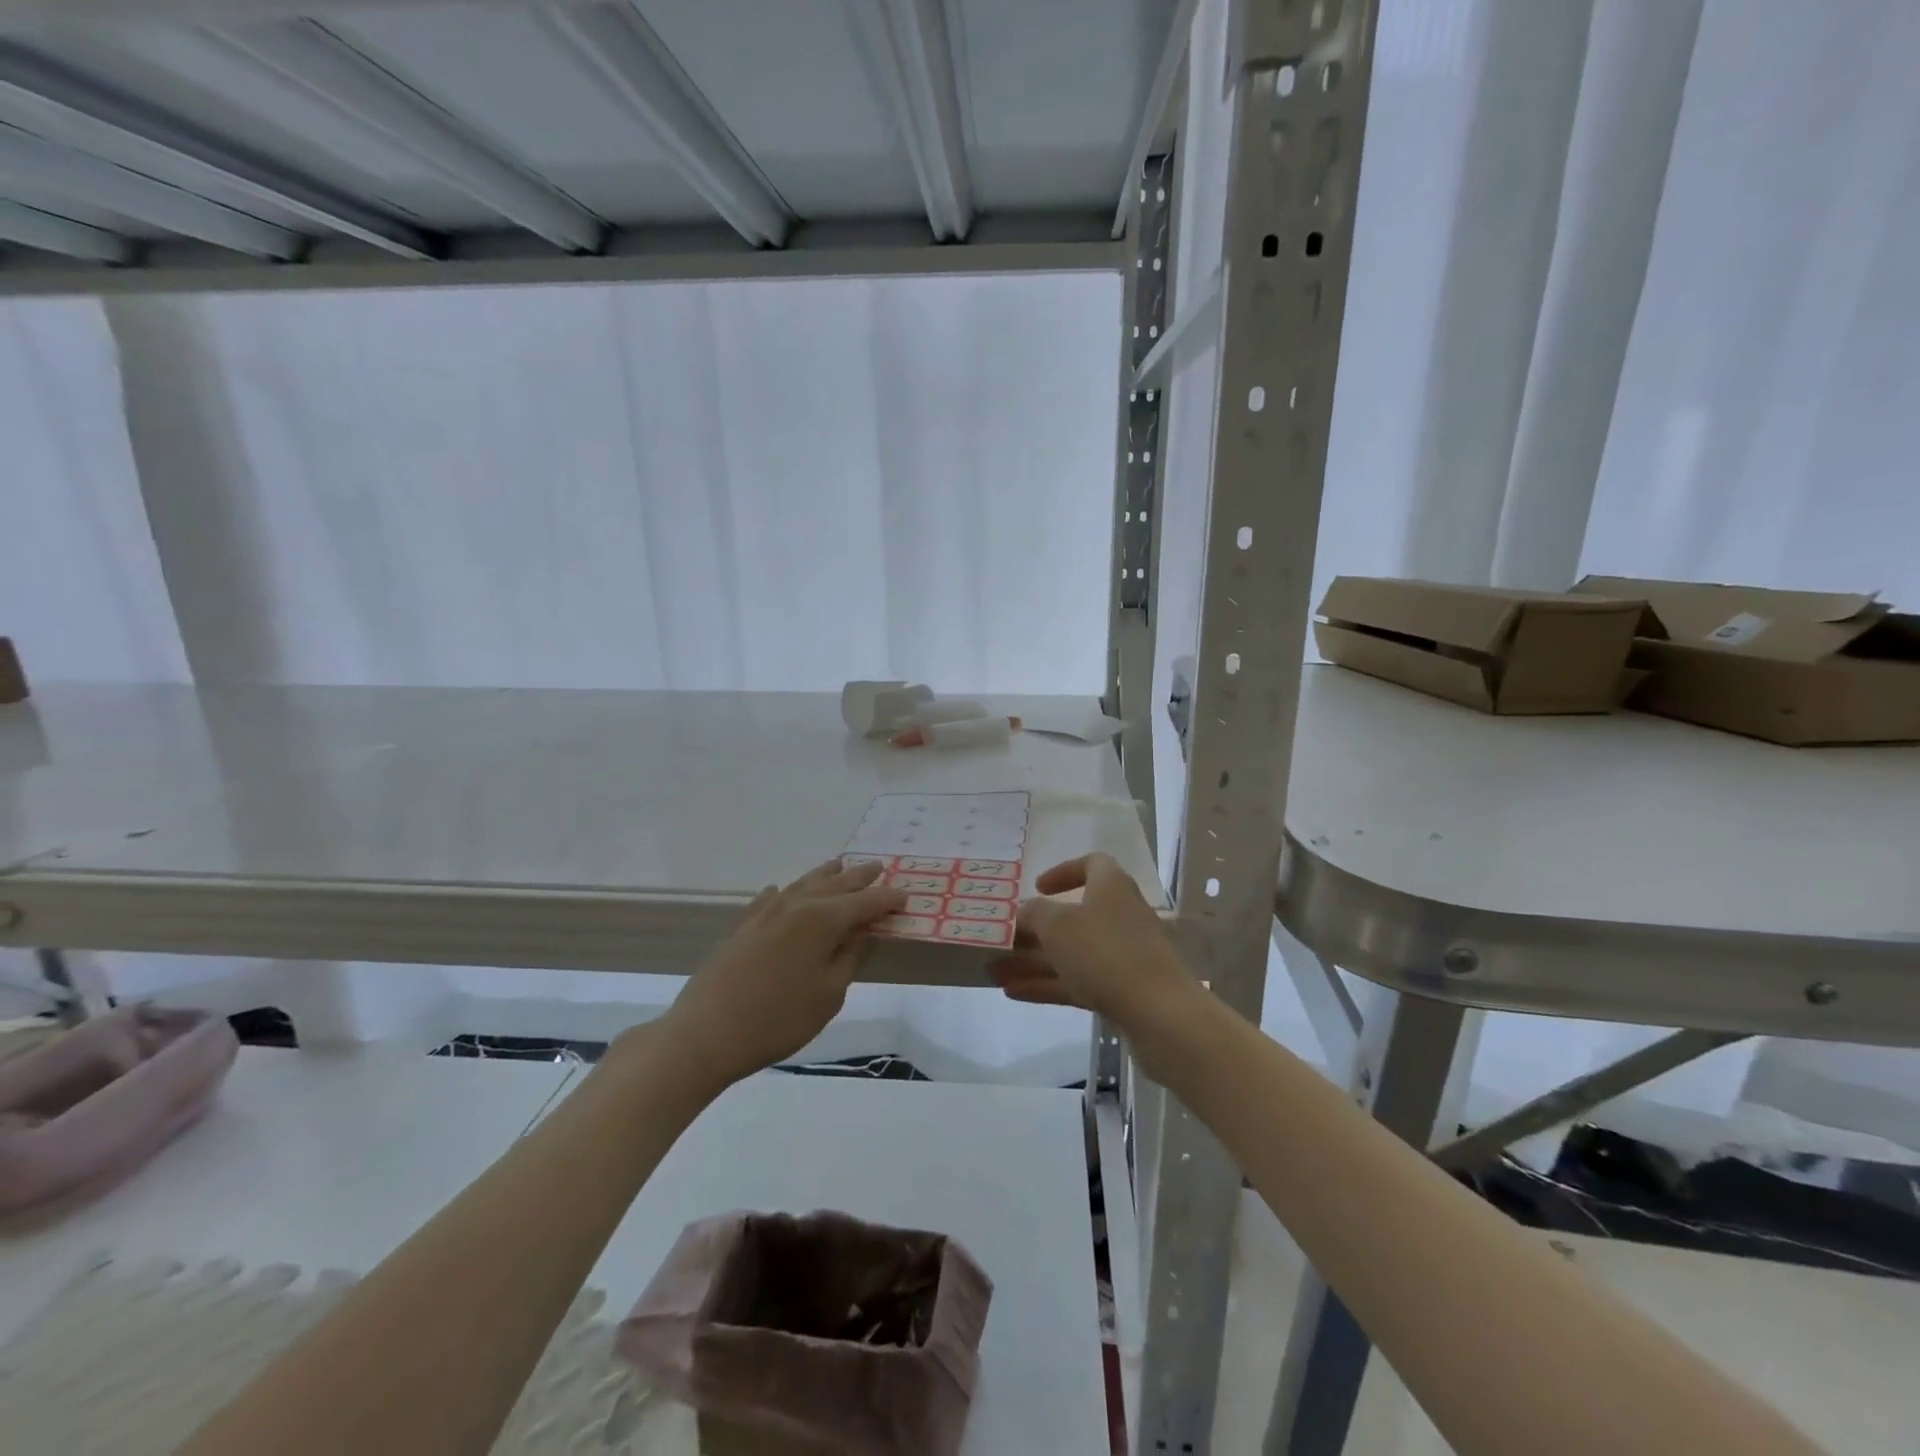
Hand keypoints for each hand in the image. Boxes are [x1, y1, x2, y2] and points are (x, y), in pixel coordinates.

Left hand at [662, 860, 905, 1089]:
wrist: (706, 1033)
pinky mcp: (742, 927)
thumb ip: (849, 958)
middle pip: (834, 885)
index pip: (864, 904)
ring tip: (840, 865)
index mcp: (822, 920)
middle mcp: (796, 906)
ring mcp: (765, 913)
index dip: (886, 900)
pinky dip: (786, 891)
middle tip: (878, 867)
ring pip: (802, 884)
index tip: (905, 896)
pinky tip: (785, 890)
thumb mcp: (829, 995)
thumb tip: (863, 933)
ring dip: (824, 875)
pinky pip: (770, 898)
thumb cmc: (778, 1019)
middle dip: (859, 878)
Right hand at [987, 853, 1193, 1030]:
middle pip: (1074, 915)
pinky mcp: (1122, 990)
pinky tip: (1014, 993)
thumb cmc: (1105, 953)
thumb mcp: (1058, 926)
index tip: (1037, 887)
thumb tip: (1024, 911)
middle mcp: (1119, 916)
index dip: (1064, 872)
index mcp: (1111, 887)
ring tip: (994, 971)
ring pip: (1071, 953)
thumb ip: (1034, 914)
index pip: (1092, 864)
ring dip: (1033, 960)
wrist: (1160, 1014)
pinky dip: (1048, 985)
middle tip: (1003, 938)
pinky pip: (1078, 981)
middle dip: (1035, 928)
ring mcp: (1122, 955)